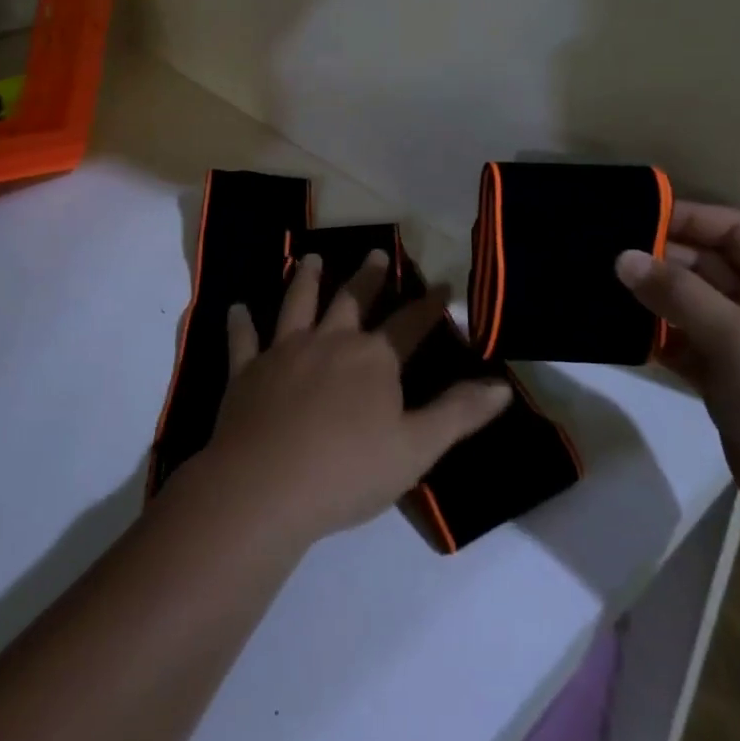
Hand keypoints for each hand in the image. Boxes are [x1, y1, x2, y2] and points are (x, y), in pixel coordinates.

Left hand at [198, 251, 512, 546]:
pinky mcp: (246, 371)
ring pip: (297, 304)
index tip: (442, 283)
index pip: (409, 324)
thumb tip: (502, 386)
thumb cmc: (347, 472)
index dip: (429, 304)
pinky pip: (243, 340)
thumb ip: (459, 414)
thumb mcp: (416, 448)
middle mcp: (330, 341)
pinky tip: (237, 307)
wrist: (264, 488)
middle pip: (353, 300)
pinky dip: (240, 322)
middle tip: (375, 252)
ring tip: (309, 258)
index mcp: (373, 359)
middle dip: (368, 276)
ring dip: (304, 279)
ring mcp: (284, 351)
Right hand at [615, 204, 739, 546]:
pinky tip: (617, 333)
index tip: (627, 217)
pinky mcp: (728, 382)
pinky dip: (656, 339)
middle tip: (598, 257)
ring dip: (651, 301)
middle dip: (658, 260)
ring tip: (597, 289)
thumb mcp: (739, 339)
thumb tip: (622, 258)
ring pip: (689, 307)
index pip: (730, 230)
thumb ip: (677, 294)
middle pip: (705, 266)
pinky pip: (684, 346)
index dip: (683, 218)